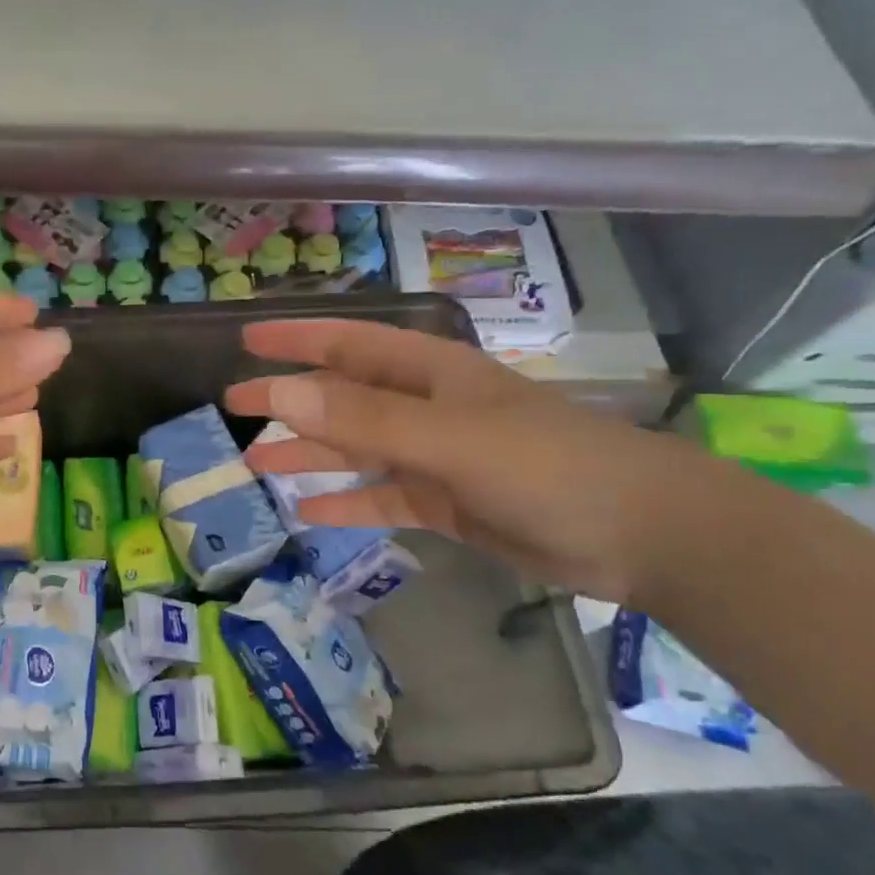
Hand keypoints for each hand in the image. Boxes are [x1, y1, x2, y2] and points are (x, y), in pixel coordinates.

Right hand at [225, 320, 714, 600]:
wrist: (641, 535)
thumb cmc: (547, 466)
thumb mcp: (449, 438)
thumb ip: (365, 418)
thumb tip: (282, 394)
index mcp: (430, 374)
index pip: (348, 344)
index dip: (297, 339)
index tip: (246, 341)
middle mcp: (427, 408)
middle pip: (343, 396)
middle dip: (289, 400)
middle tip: (233, 408)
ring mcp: (436, 457)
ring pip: (356, 448)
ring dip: (308, 453)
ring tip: (254, 463)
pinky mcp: (447, 503)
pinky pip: (381, 497)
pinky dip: (346, 502)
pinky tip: (308, 513)